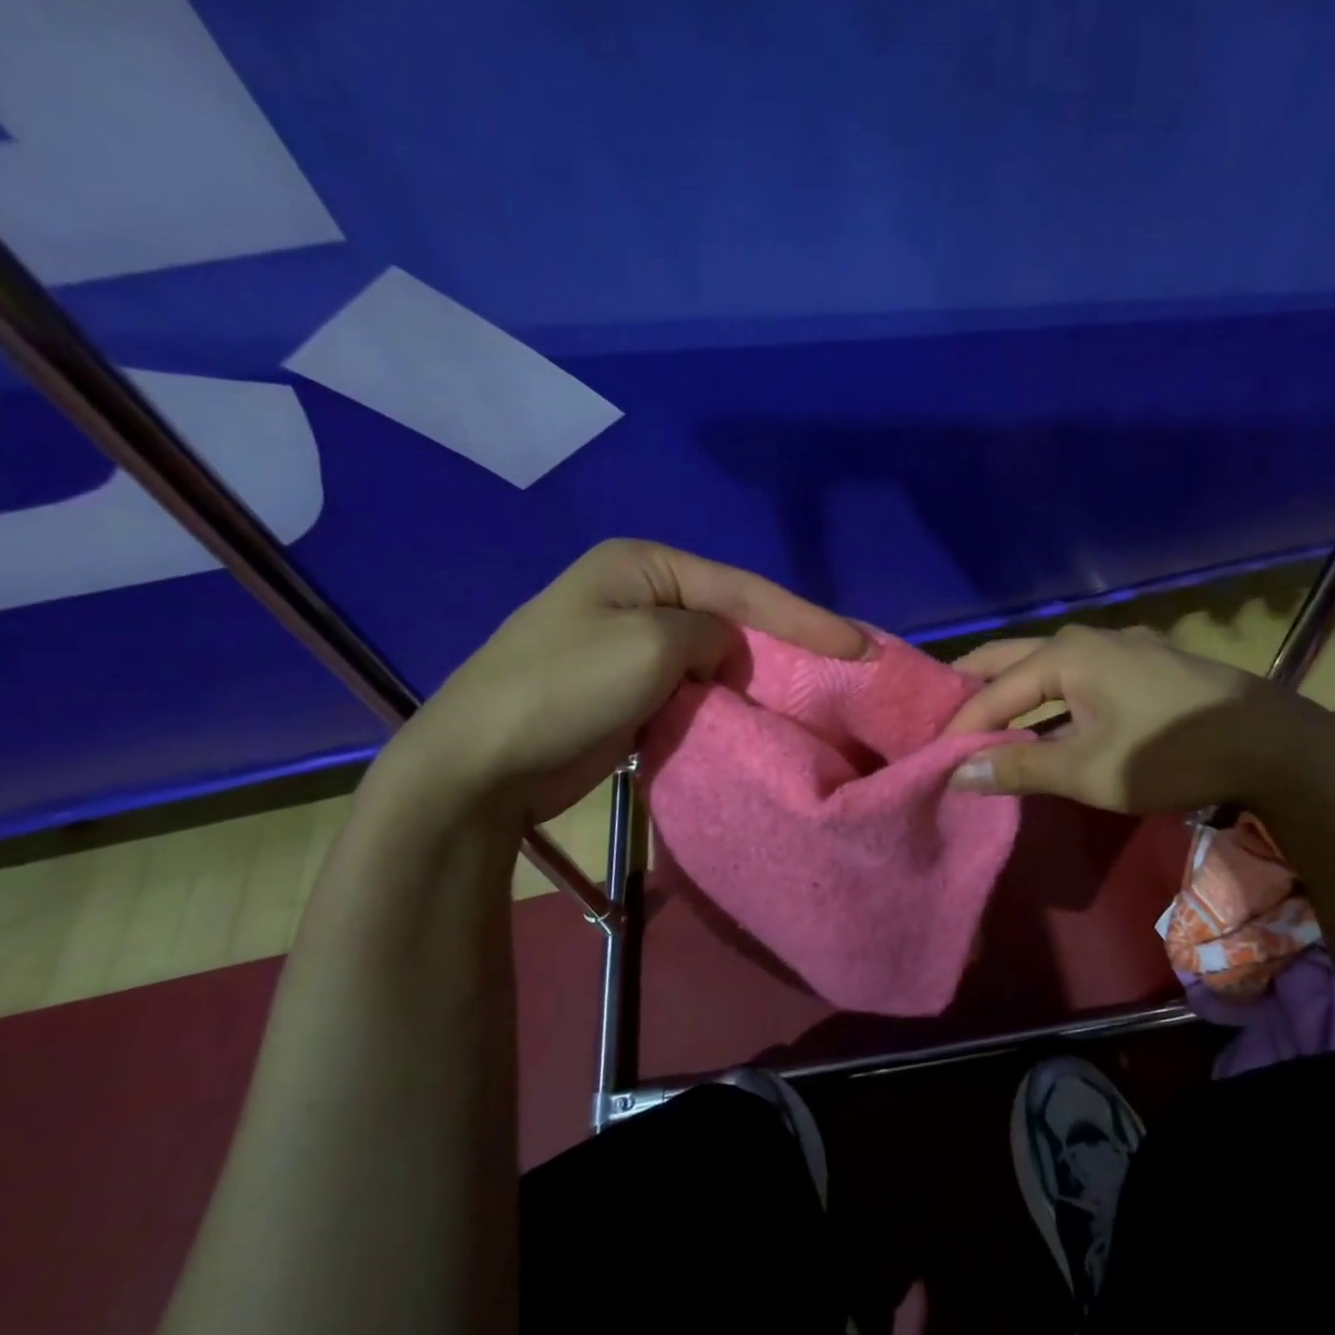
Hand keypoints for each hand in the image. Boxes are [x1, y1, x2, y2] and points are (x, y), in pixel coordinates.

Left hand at [377, 540, 865, 825]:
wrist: (475, 768)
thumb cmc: (563, 691)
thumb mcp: (650, 646)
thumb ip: (709, 634)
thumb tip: (721, 651)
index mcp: (642, 566)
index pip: (743, 588)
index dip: (805, 618)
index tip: (860, 647)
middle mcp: (638, 593)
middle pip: (732, 616)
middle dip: (785, 643)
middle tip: (842, 668)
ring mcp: (629, 641)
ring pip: (715, 654)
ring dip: (756, 675)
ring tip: (811, 693)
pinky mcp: (626, 687)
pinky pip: (693, 685)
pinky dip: (726, 699)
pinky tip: (757, 713)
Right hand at [940, 624, 1329, 814]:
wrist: (1274, 744)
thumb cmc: (1172, 754)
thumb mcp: (1090, 771)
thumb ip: (1021, 767)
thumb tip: (959, 773)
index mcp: (1066, 655)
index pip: (992, 690)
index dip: (959, 725)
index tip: (930, 756)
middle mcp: (1086, 637)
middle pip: (1010, 658)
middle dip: (972, 686)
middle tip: (938, 719)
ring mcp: (1119, 645)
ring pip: (1045, 664)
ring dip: (1012, 690)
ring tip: (982, 720)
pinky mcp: (1143, 661)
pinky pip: (1077, 673)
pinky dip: (1048, 694)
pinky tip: (1045, 718)